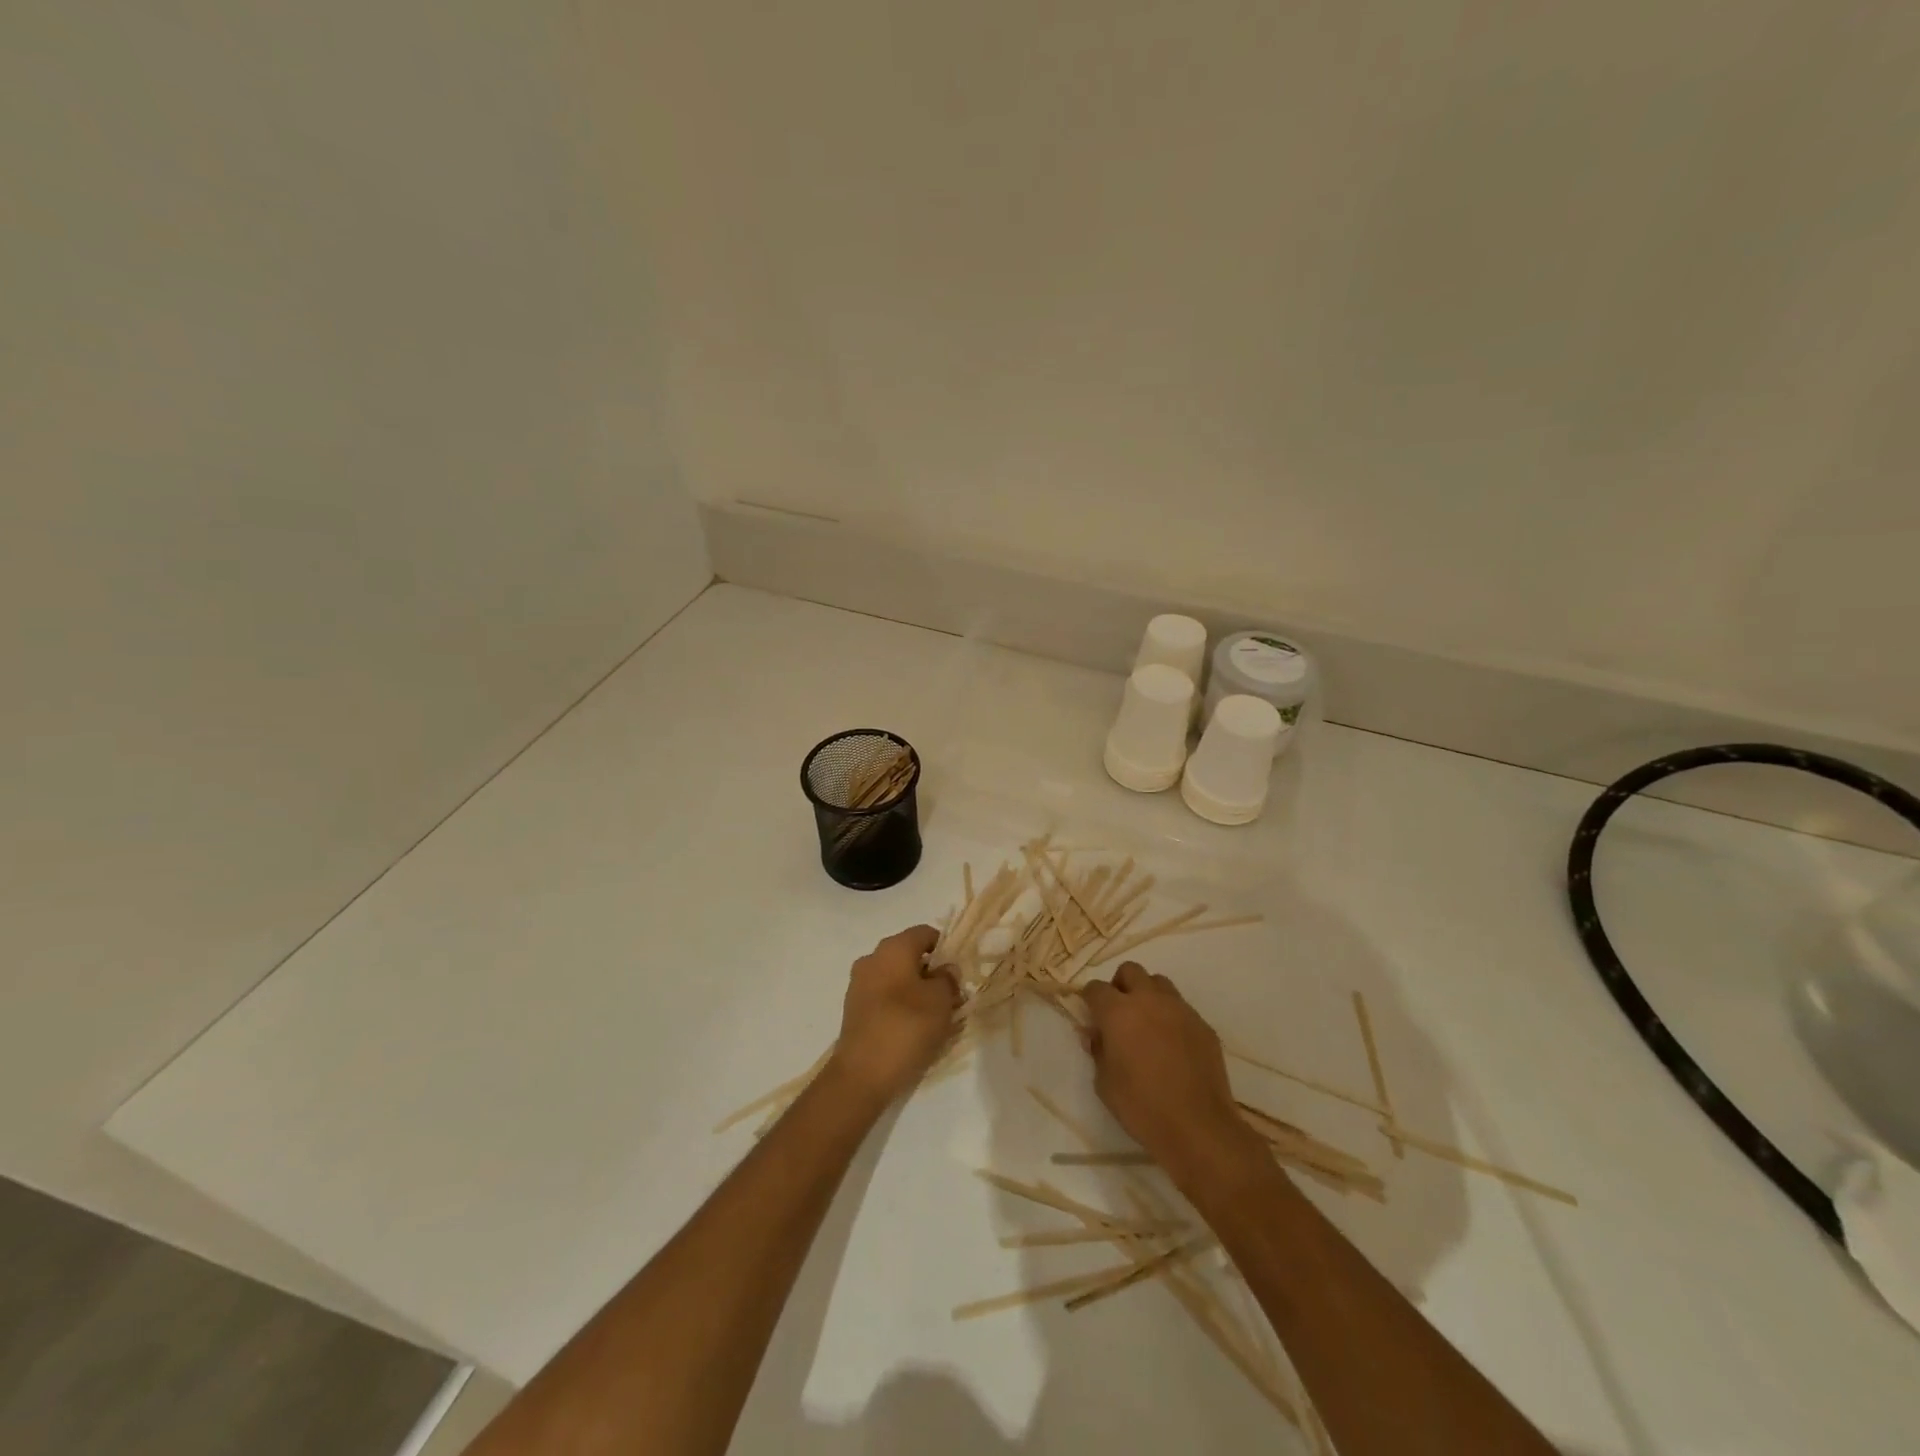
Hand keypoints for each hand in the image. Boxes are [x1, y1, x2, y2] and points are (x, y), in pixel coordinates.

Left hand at [827, 925, 960, 1108]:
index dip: (946, 948)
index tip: (959, 972)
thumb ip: (948, 979)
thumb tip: (945, 969)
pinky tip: (913, 1029)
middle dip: (932, 973)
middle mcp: (872, 959)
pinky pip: (884, 997)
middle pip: (910, 956)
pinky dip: (900, 1006)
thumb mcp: (940, 1001)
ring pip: (897, 978)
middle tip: (951, 997)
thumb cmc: (906, 1027)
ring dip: (917, 991)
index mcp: (893, 948)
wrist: (861, 1075)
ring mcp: (859, 984)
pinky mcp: (854, 1009)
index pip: (925, 934)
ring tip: (935, 1018)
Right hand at [1081, 963, 1258, 1177]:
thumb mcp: (1105, 1083)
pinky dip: (1171, 1017)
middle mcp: (1149, 1000)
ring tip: (1147, 1025)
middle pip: (1130, 971)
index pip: (1096, 988)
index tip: (1091, 1016)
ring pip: (1159, 983)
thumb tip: (1095, 1034)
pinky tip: (1172, 1046)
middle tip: (1119, 1014)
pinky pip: (1182, 1008)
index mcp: (1118, 1012)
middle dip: (1120, 986)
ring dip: (1148, 996)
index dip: (1090, 999)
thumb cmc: (1141, 1107)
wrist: (1198, 1127)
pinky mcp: (1203, 1025)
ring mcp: (1180, 1010)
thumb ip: (1098, 1050)